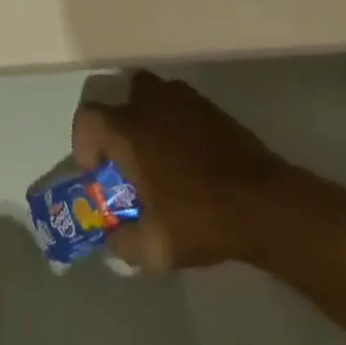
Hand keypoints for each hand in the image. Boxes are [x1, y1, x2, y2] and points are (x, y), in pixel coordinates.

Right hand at [71, 71, 285, 270]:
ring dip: (150, 120)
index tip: (99, 171)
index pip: (87, 117)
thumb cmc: (199, 217)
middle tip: (132, 159)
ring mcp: (182, 99)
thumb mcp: (155, 248)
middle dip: (120, 125)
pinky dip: (178, 123)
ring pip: (154, 96)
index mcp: (128, 130)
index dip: (84, 142)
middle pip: (122, 98)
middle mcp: (149, 103)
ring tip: (163, 157)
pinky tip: (192, 157)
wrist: (261, 201)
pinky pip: (181, 106)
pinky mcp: (210, 106)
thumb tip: (112, 241)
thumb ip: (123, 244)